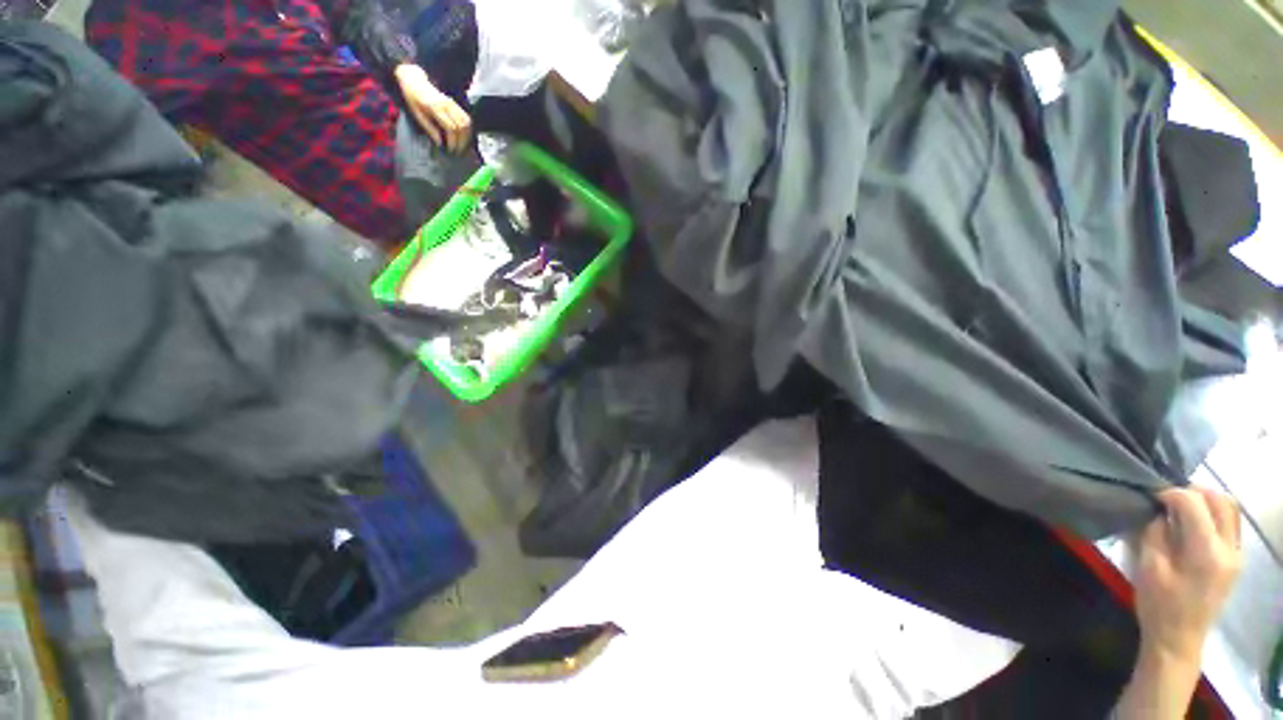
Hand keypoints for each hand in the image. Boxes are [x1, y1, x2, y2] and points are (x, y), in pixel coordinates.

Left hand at [394, 64, 471, 153]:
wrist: (415, 81)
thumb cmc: (413, 99)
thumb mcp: (417, 115)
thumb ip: (429, 129)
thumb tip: (439, 143)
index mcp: (435, 108)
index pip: (450, 128)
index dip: (452, 141)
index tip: (451, 149)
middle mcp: (447, 104)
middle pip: (461, 126)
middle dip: (461, 141)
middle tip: (458, 150)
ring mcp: (452, 103)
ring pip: (466, 122)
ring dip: (466, 135)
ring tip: (462, 144)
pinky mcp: (455, 103)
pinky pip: (466, 117)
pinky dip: (467, 128)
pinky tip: (464, 135)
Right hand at [1134, 487, 1242, 660]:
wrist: (1178, 639)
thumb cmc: (1158, 604)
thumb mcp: (1149, 567)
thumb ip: (1156, 533)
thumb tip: (1159, 511)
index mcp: (1206, 552)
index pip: (1193, 504)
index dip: (1171, 494)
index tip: (1152, 496)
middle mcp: (1228, 549)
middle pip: (1220, 501)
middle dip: (1193, 492)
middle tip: (1167, 498)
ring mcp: (1236, 555)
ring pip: (1230, 509)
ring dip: (1206, 501)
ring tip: (1181, 507)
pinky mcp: (1235, 560)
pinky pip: (1231, 524)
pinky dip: (1213, 514)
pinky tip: (1194, 524)